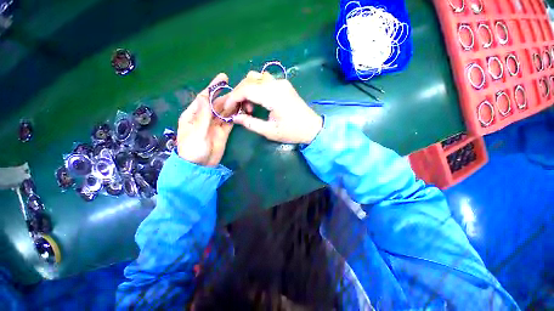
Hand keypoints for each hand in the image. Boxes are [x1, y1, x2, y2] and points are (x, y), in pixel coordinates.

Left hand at [177, 73, 235, 166]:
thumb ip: (203, 115)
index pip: (205, 98)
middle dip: (227, 96)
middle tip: (240, 90)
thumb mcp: (196, 132)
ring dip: (233, 105)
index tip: (223, 78)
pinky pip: (230, 121)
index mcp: (194, 114)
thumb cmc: (193, 149)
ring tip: (243, 98)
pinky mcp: (223, 132)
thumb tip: (205, 96)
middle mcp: (205, 117)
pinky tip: (242, 110)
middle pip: (217, 104)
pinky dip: (235, 116)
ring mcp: (215, 124)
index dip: (214, 87)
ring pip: (225, 112)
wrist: (200, 166)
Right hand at [225, 71, 322, 144]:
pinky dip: (256, 88)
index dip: (233, 97)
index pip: (246, 89)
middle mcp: (277, 84)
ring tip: (249, 107)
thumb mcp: (270, 131)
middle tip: (238, 109)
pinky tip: (258, 101)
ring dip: (247, 89)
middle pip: (249, 80)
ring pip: (256, 77)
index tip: (226, 107)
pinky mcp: (284, 84)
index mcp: (274, 96)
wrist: (312, 128)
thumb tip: (235, 117)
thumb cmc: (292, 132)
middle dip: (239, 93)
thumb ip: (251, 123)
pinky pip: (264, 80)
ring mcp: (281, 82)